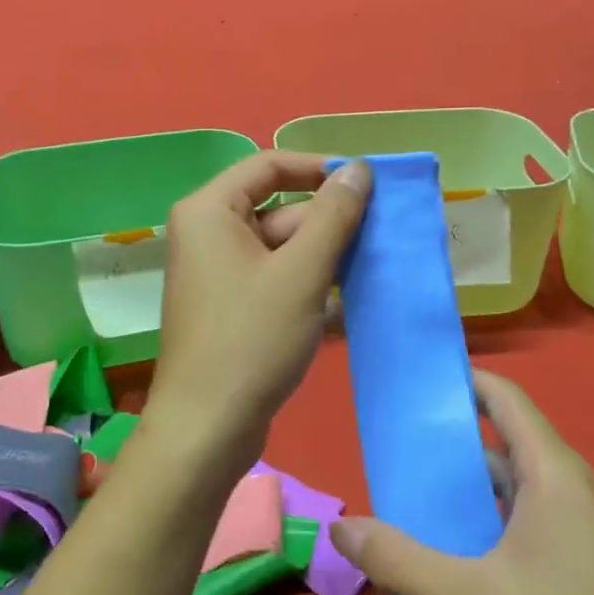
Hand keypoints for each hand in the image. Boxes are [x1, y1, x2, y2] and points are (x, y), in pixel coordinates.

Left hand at [146, 152, 371, 471]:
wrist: (207, 429)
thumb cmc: (250, 340)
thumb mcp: (301, 273)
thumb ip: (334, 215)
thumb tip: (359, 169)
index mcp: (210, 211)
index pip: (269, 165)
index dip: (319, 168)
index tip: (366, 183)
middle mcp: (209, 234)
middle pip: (280, 209)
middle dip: (331, 224)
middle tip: (385, 236)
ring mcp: (220, 274)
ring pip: (284, 250)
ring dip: (328, 260)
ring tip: (379, 269)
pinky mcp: (233, 309)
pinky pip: (278, 282)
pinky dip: (312, 288)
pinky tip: (356, 305)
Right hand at [330, 370, 593, 594]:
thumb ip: (402, 563)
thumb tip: (339, 528)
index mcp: (551, 472)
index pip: (502, 396)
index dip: (457, 381)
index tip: (407, 387)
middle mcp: (565, 485)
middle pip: (497, 440)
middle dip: (443, 442)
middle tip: (388, 453)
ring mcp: (573, 523)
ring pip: (504, 484)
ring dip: (458, 489)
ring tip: (402, 502)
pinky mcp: (574, 557)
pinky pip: (515, 517)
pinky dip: (478, 520)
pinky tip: (445, 551)